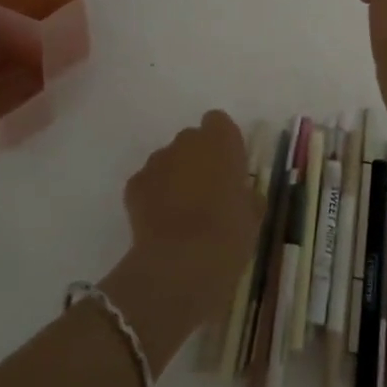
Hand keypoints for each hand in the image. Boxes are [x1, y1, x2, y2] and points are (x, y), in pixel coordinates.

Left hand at [115, 112, 261, 333]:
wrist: (181, 263)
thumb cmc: (228, 234)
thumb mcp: (252, 216)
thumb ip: (246, 195)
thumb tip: (241, 194)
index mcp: (221, 141)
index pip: (219, 123)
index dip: (223, 144)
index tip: (229, 169)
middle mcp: (186, 141)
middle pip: (192, 141)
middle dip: (198, 160)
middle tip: (208, 194)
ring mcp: (156, 161)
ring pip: (168, 161)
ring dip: (175, 178)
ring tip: (182, 214)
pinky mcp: (134, 184)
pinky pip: (148, 183)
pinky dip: (153, 197)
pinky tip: (162, 224)